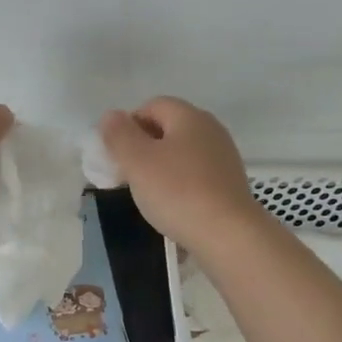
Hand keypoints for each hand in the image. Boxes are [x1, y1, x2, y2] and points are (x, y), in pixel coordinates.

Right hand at [99, 97, 262, 252]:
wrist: (229, 235)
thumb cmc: (178, 192)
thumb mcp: (137, 161)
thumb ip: (119, 134)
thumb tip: (111, 116)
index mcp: (189, 116)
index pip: (151, 106)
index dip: (128, 125)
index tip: (116, 155)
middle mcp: (211, 129)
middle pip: (168, 129)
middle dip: (143, 148)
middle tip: (127, 175)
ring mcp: (224, 157)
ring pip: (182, 154)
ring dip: (161, 169)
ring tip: (148, 195)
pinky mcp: (230, 184)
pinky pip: (196, 176)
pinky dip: (180, 185)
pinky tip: (173, 207)